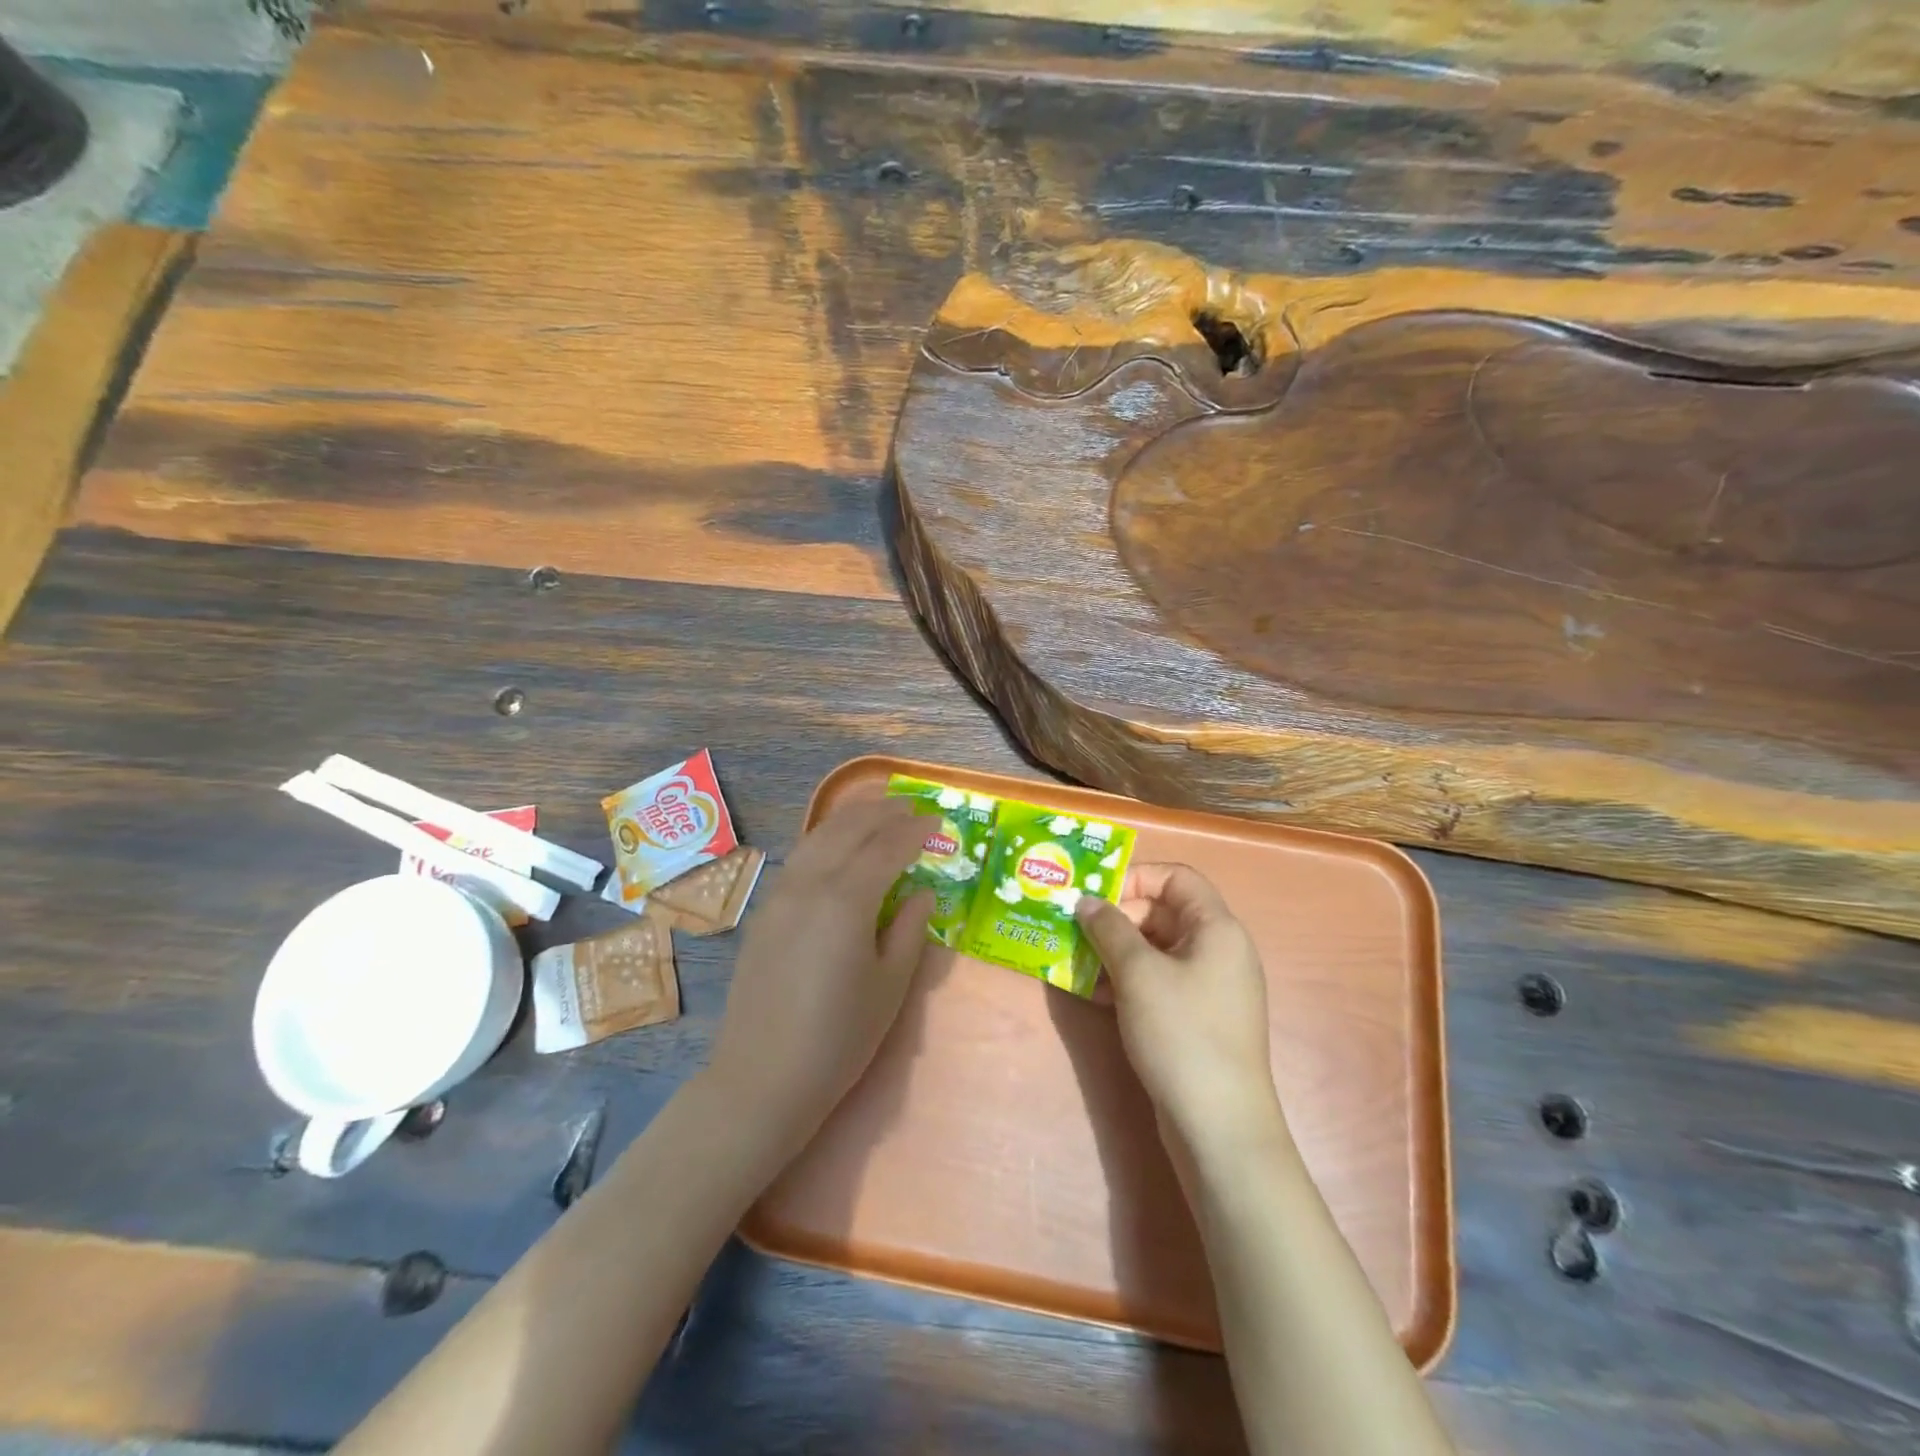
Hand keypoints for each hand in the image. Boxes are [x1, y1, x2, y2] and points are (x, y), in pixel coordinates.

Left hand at [707, 796, 933, 1148]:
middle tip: (911, 806)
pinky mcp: (764, 911)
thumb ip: (911, 930)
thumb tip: (922, 891)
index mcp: (847, 900)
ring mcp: (780, 894)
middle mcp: (810, 884)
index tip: (937, 820)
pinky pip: (800, 856)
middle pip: (849, 829)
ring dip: (851, 818)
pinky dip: (825, 838)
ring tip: (876, 811)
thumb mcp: (890, 986)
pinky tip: (836, 845)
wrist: (762, 1077)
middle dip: (882, 812)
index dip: (915, 830)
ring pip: (818, 837)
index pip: (887, 847)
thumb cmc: (839, 1038)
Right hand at [1075, 864, 1286, 1153]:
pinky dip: (1127, 979)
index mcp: (1217, 927)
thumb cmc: (1181, 1033)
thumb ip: (1109, 929)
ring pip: (1156, 949)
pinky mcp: (1197, 1017)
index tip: (1094, 894)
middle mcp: (1218, 949)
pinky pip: (1158, 981)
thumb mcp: (1138, 973)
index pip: (1176, 876)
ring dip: (1115, 951)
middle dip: (1117, 918)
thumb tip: (1087, 901)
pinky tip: (1094, 994)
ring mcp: (1209, 986)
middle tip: (1075, 930)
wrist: (1219, 1126)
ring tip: (1075, 962)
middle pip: (1163, 911)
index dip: (1134, 876)